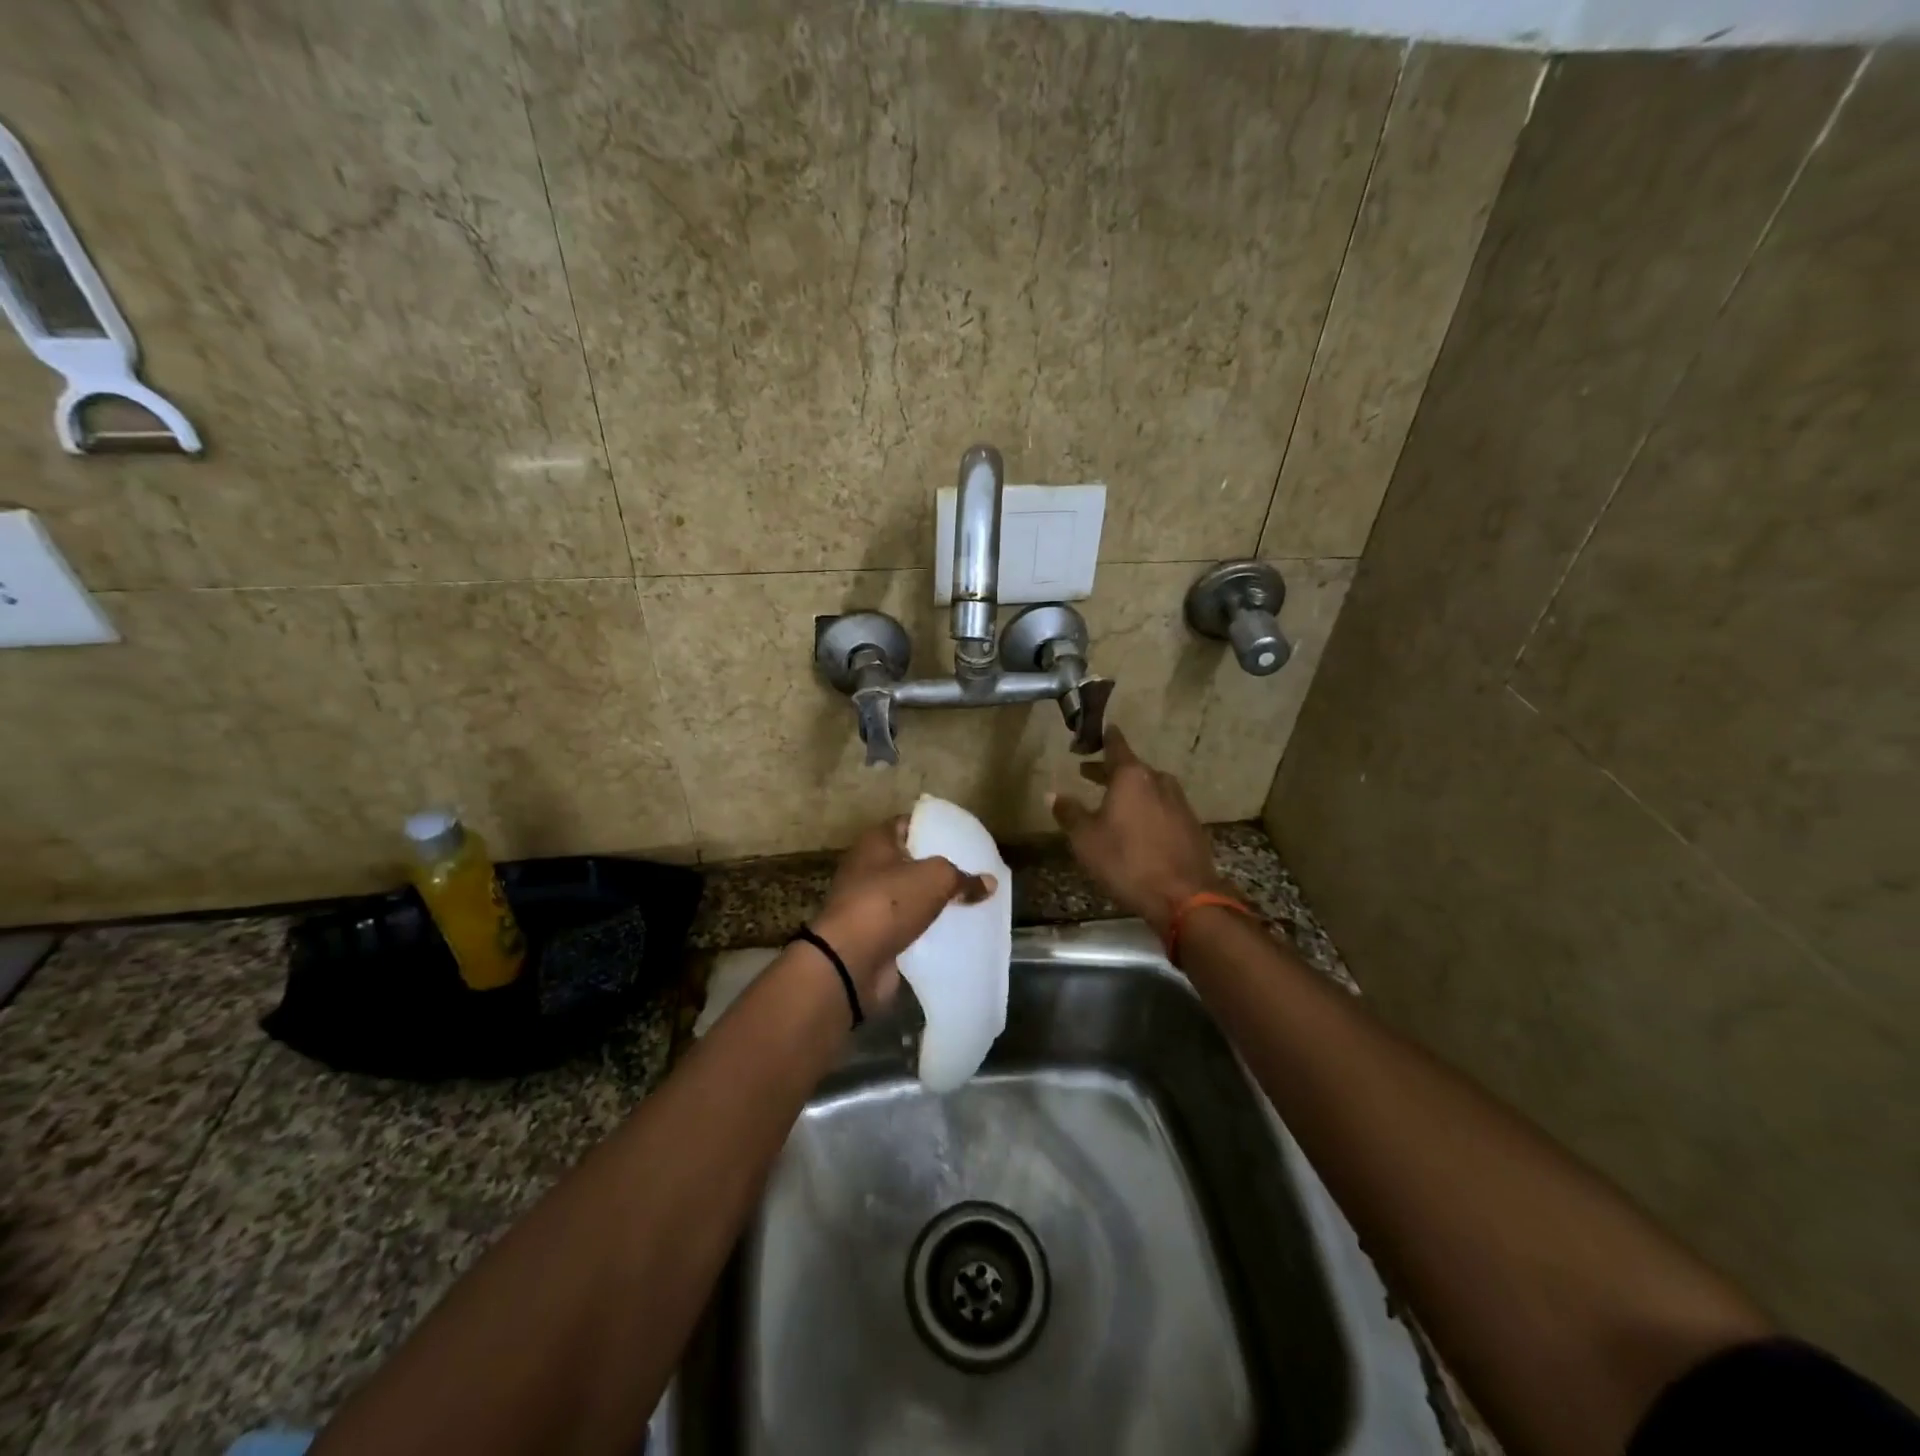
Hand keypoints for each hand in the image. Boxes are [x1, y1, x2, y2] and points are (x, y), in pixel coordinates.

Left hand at [811, 816, 996, 1008]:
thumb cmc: (889, 901)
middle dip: (938, 867)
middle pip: (909, 861)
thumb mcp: (935, 878)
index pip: (907, 824)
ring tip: (970, 902)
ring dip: (933, 901)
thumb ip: (963, 877)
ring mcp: (868, 903)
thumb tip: (990, 882)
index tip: (962, 837)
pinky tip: (953, 931)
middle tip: (972, 871)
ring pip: (909, 896)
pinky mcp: (873, 934)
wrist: (851, 960)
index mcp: (875, 842)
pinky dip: (926, 929)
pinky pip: (906, 925)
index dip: (933, 827)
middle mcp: (867, 867)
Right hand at [1048, 726, 1227, 937]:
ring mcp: (1179, 803)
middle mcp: (1158, 781)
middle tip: (1089, 774)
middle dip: (1110, 771)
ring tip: (1113, 803)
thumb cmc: (1126, 861)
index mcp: (1132, 777)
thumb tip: (1052, 794)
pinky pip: (1163, 808)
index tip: (1099, 730)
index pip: (1116, 746)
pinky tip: (1138, 827)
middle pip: (1132, 769)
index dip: (1105, 738)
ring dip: (1131, 791)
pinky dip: (1147, 809)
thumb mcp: (1086, 839)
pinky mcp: (1191, 826)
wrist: (1183, 896)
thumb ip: (1069, 813)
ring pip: (1150, 788)